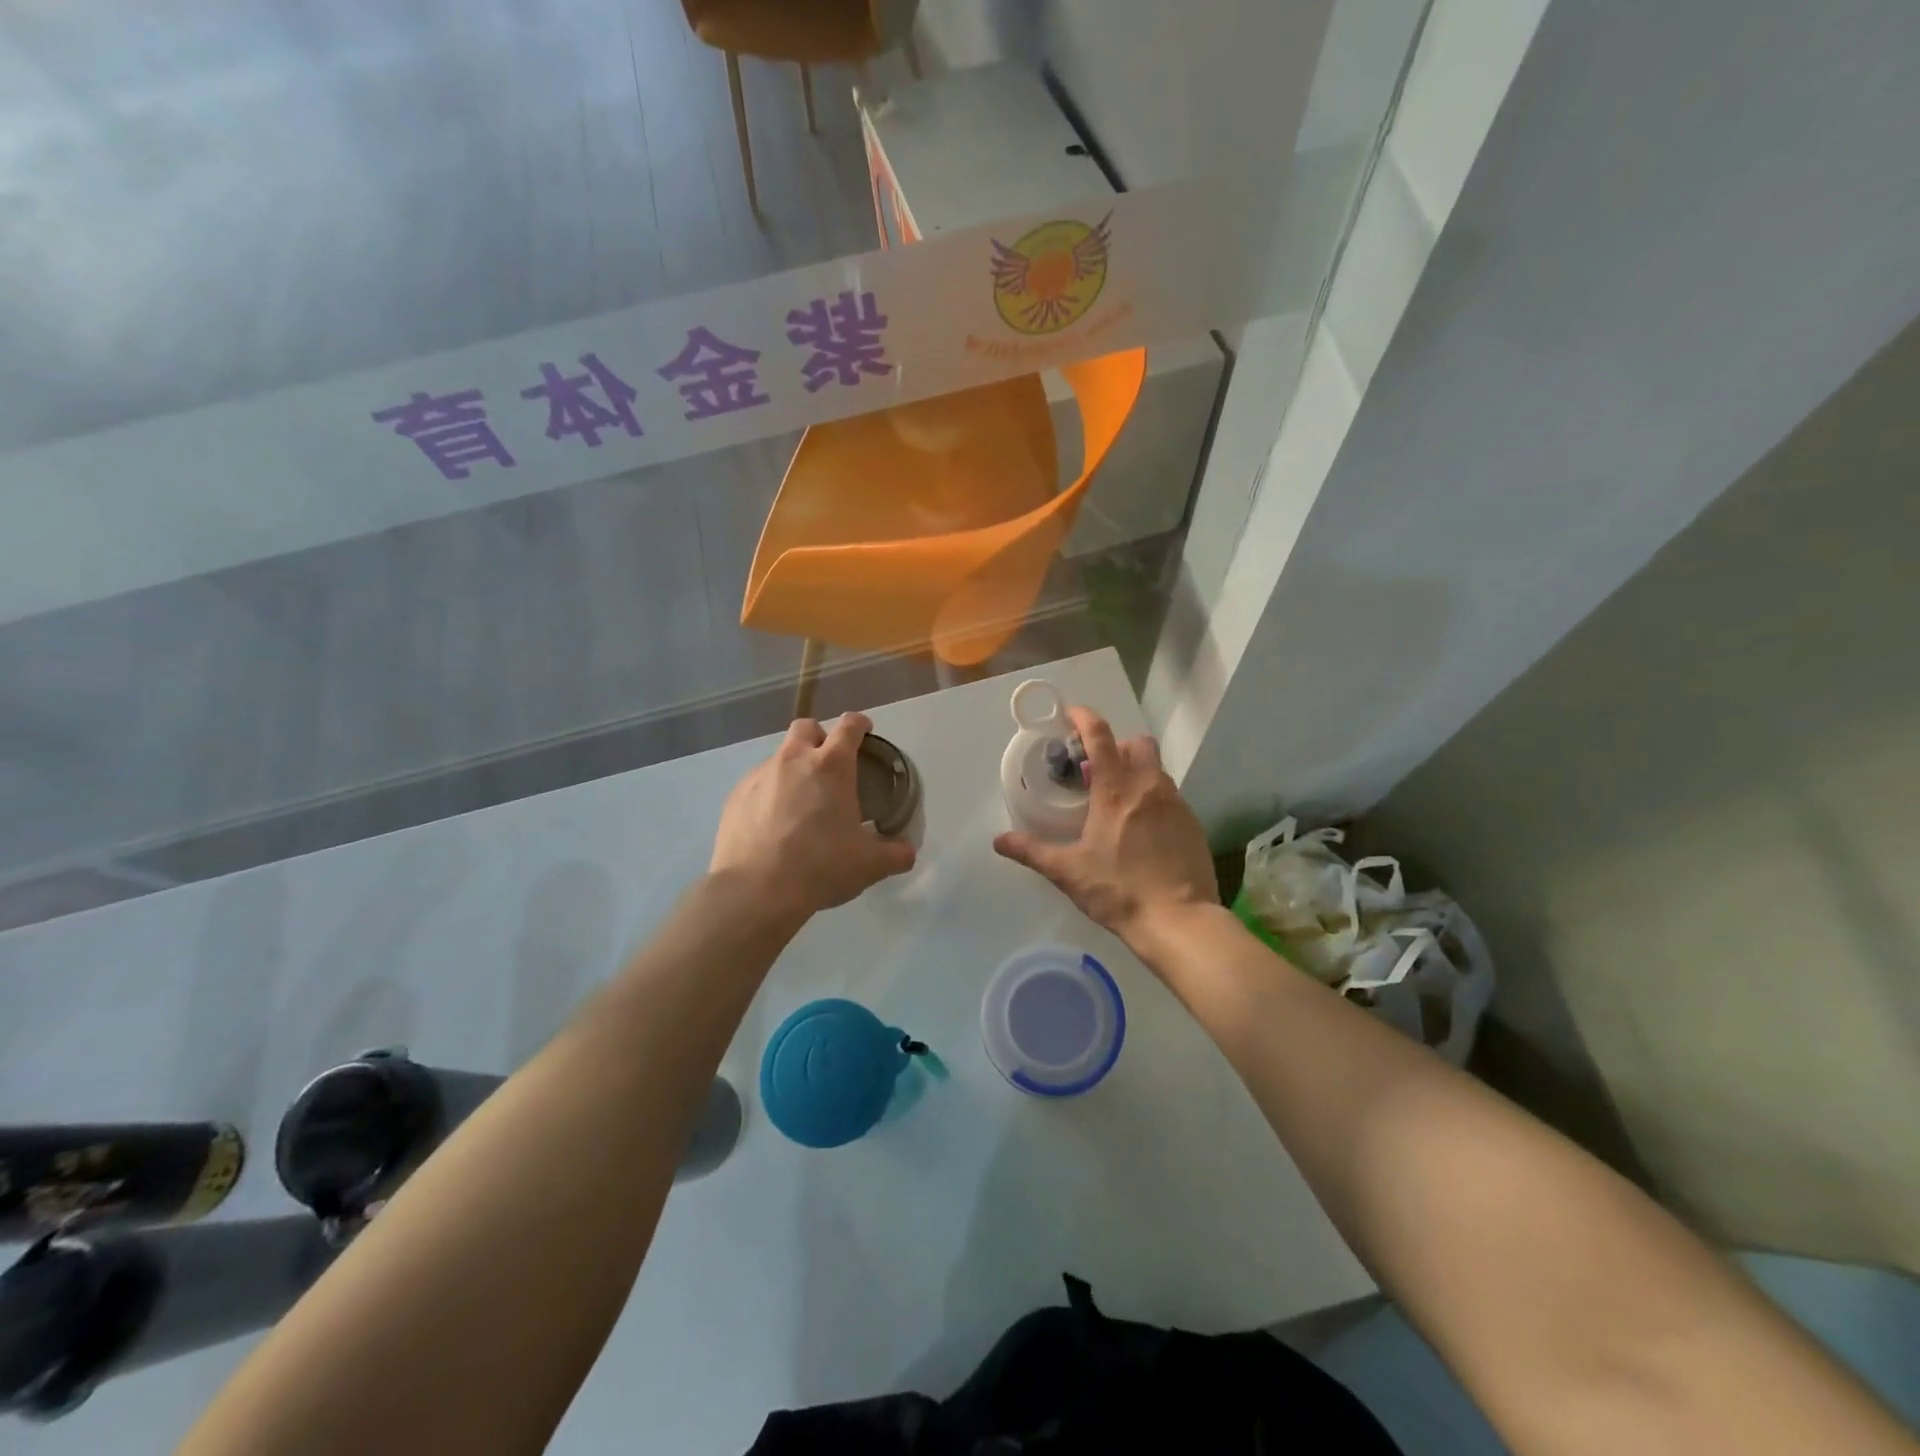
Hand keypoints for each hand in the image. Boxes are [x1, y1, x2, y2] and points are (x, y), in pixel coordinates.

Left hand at [710, 713, 916, 921]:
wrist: (756, 890)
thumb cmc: (821, 867)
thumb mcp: (868, 865)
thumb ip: (894, 855)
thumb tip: (907, 853)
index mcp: (831, 766)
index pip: (849, 727)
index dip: (859, 724)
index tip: (865, 729)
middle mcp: (793, 760)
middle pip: (806, 727)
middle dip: (819, 737)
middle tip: (828, 764)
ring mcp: (760, 776)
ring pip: (779, 756)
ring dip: (792, 768)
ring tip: (799, 802)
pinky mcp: (735, 797)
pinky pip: (757, 784)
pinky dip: (769, 793)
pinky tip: (773, 823)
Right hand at [993, 706, 1217, 952]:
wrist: (1179, 921)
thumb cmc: (1119, 891)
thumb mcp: (1068, 872)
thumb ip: (1032, 852)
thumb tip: (999, 841)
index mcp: (1116, 791)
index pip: (1100, 737)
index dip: (1084, 718)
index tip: (1071, 715)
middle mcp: (1149, 787)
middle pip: (1138, 744)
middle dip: (1117, 746)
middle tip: (1097, 770)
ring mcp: (1176, 804)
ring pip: (1157, 769)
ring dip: (1136, 772)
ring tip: (1117, 801)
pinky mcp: (1193, 824)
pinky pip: (1171, 796)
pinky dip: (1153, 799)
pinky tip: (1142, 829)